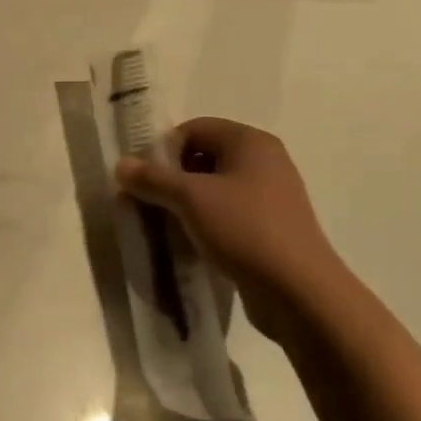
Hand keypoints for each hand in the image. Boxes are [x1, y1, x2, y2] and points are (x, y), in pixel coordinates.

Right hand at [115, 117, 346, 309]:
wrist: (298, 292)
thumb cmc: (244, 230)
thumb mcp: (190, 199)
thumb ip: (152, 178)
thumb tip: (121, 165)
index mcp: (250, 142)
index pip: (194, 128)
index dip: (165, 150)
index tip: (147, 180)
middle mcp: (264, 161)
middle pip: (203, 156)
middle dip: (171, 178)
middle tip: (150, 202)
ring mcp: (269, 196)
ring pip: (213, 187)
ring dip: (184, 203)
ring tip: (166, 225)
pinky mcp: (269, 227)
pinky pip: (226, 213)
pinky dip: (204, 222)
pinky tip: (190, 242)